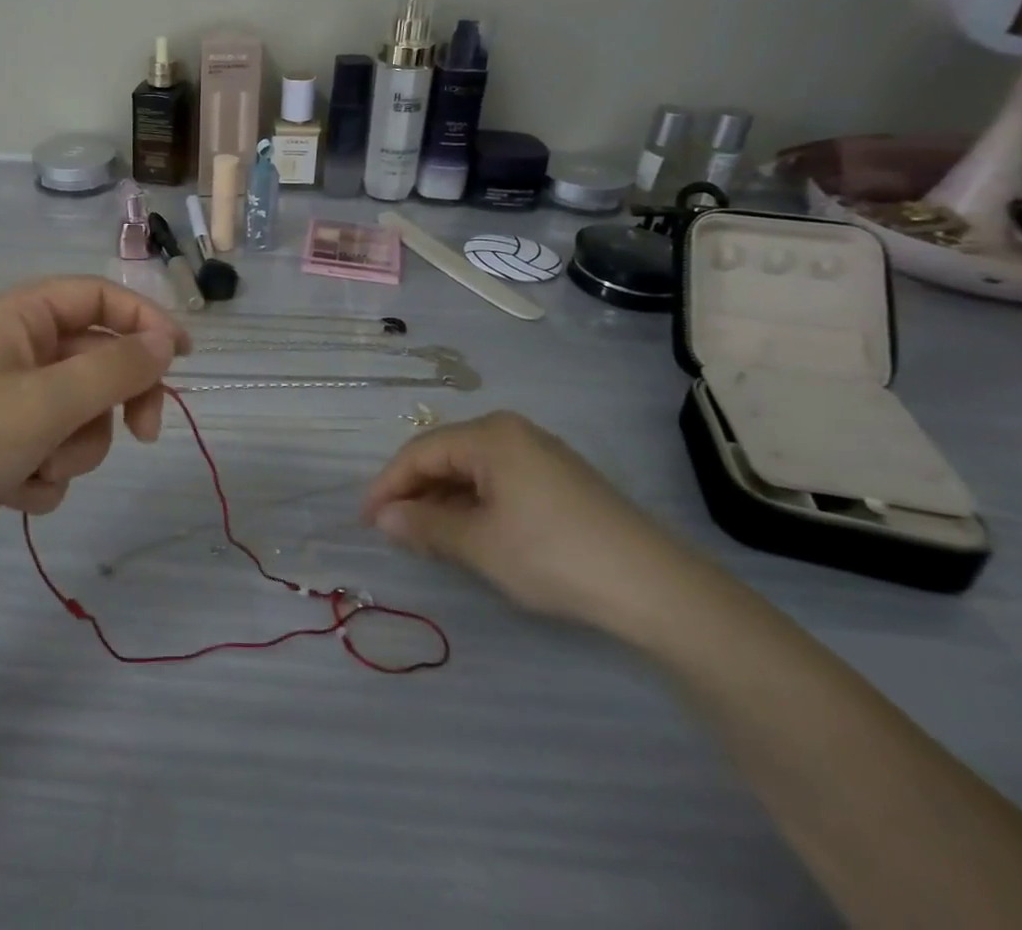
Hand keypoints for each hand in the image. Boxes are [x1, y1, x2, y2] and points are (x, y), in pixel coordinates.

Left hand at [0, 276, 189, 587]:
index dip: (143, 320)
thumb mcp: (49, 400)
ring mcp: (11, 403)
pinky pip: (56, 452)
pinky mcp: (6, 450)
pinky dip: (45, 476)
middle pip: (97, 360)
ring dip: (74, 448)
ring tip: (41, 468)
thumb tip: (165, 344)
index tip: (182, 356)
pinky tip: (12, 492)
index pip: (97, 297)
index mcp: (18, 317)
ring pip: (82, 415)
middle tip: (144, 433)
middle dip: (116, 401)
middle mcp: (16, 352)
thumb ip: (116, 368)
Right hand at [360, 411, 698, 636]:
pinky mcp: (560, 481)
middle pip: (446, 455)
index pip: (420, 451)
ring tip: (424, 537)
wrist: (656, 589)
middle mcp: (512, 432)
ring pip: (472, 471)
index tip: (366, 519)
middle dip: (415, 492)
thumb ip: (424, 527)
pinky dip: (474, 505)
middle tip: (392, 530)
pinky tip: (468, 534)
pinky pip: (499, 482)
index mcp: (489, 435)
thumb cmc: (553, 555)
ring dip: (443, 501)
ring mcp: (540, 455)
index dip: (388, 485)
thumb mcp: (479, 544)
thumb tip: (383, 518)